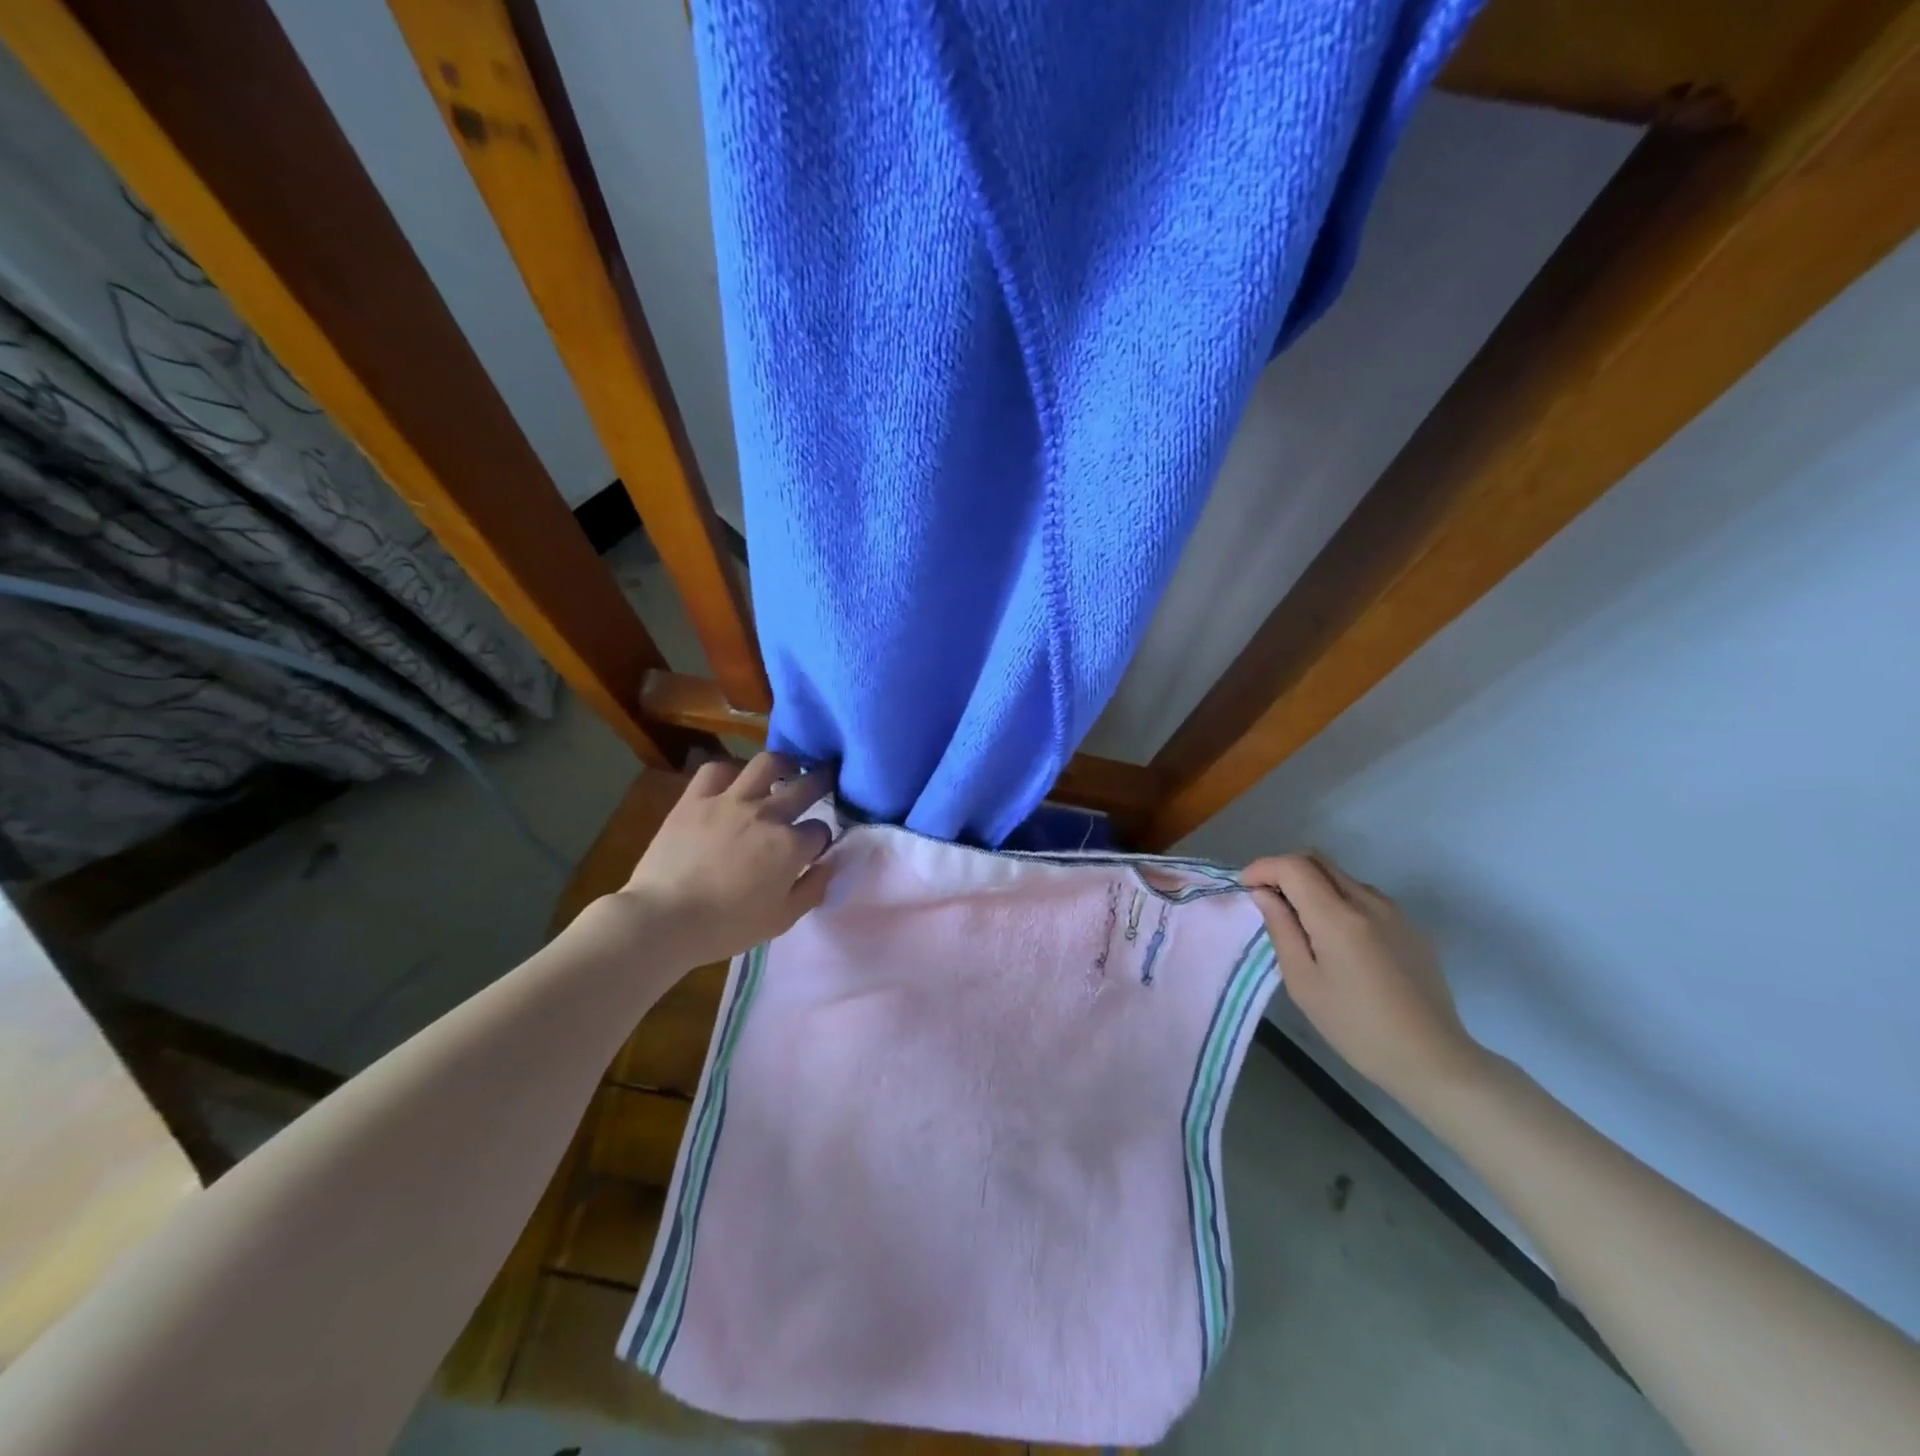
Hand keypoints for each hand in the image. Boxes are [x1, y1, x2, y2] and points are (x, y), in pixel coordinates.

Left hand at [614, 753, 835, 967]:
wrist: (663, 920)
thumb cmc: (726, 927)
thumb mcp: (782, 920)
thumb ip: (813, 888)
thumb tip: (829, 863)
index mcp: (790, 845)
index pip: (821, 830)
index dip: (821, 839)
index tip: (814, 848)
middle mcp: (767, 814)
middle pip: (807, 785)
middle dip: (823, 782)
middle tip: (825, 780)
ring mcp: (730, 800)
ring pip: (767, 762)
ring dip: (784, 763)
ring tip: (786, 768)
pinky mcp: (696, 798)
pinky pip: (717, 768)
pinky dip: (730, 771)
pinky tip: (734, 781)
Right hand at [1242, 852, 1486, 1109]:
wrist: (1432, 1059)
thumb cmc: (1356, 1027)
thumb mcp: (1303, 982)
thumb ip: (1281, 929)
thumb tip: (1264, 894)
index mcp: (1339, 917)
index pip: (1293, 866)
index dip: (1263, 868)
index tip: (1246, 886)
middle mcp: (1369, 902)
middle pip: (1318, 860)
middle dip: (1285, 870)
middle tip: (1267, 899)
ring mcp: (1394, 912)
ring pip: (1341, 876)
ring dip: (1313, 885)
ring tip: (1301, 923)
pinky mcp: (1410, 926)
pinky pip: (1364, 896)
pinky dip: (1338, 900)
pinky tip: (1337, 939)